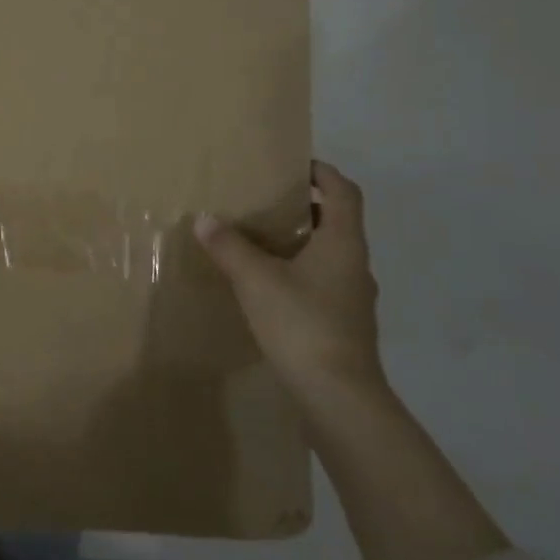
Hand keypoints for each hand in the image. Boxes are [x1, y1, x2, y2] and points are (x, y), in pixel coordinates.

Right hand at [194, 161, 383, 402]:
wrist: (338, 396)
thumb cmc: (302, 324)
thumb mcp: (256, 280)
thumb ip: (230, 247)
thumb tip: (205, 219)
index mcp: (342, 243)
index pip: (343, 192)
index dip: (323, 172)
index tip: (294, 164)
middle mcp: (354, 264)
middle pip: (336, 222)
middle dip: (304, 207)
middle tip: (265, 201)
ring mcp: (353, 297)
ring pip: (328, 254)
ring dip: (301, 241)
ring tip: (261, 241)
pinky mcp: (344, 323)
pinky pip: (322, 282)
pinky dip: (299, 272)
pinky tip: (270, 286)